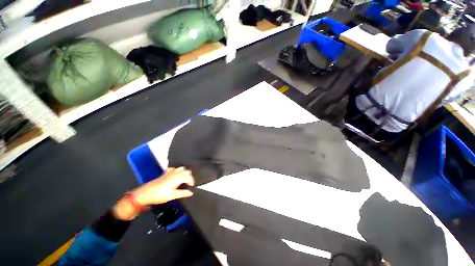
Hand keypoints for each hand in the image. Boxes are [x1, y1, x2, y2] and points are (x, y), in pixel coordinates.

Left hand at [112, 167, 193, 220]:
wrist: (145, 194)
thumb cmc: (158, 196)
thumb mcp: (172, 196)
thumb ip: (183, 193)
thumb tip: (190, 192)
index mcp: (177, 178)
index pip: (189, 177)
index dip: (192, 181)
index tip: (192, 186)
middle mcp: (175, 173)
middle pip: (186, 171)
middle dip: (189, 176)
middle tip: (189, 183)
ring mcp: (170, 173)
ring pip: (181, 168)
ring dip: (184, 172)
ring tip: (185, 179)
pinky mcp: (165, 174)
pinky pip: (173, 169)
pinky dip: (177, 170)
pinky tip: (176, 175)